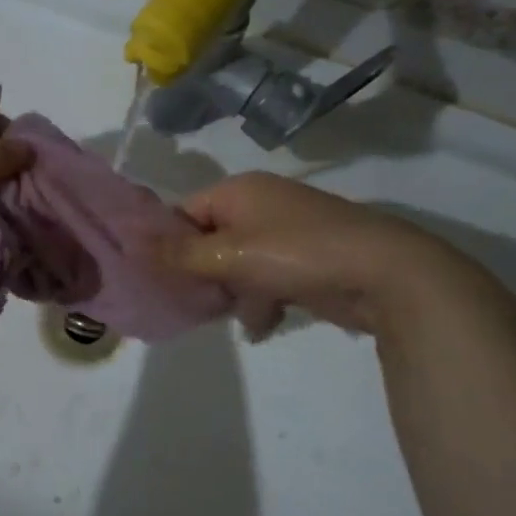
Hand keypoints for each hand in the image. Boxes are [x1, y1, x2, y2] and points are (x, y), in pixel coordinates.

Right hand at [167, 172, 471, 334]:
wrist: (384, 272)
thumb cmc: (297, 253)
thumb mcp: (229, 254)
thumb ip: (178, 254)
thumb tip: (132, 245)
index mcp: (239, 191)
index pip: (183, 213)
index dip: (166, 244)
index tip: (155, 278)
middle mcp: (259, 205)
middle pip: (209, 240)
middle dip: (201, 274)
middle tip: (190, 303)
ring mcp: (285, 233)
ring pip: (236, 264)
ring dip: (232, 293)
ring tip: (238, 316)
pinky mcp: (304, 261)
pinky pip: (265, 278)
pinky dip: (261, 300)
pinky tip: (264, 325)